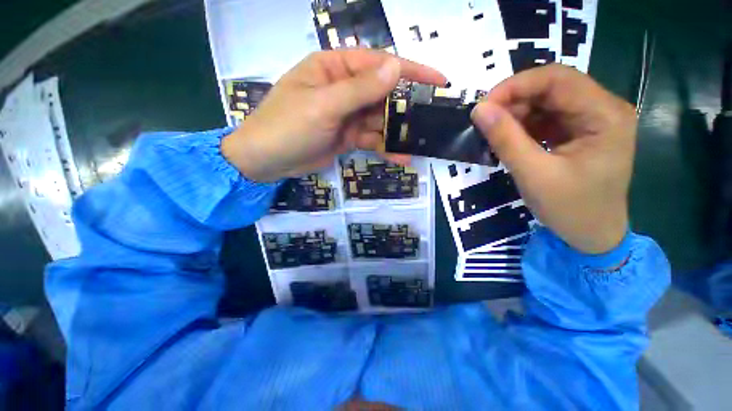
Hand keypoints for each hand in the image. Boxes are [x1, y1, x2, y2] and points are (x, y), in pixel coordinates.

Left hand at [222, 49, 446, 181]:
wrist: (267, 161)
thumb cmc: (287, 127)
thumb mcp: (323, 106)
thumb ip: (359, 89)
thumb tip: (396, 68)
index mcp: (334, 68)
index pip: (378, 64)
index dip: (410, 71)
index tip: (438, 81)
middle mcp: (343, 89)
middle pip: (382, 94)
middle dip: (406, 107)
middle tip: (431, 120)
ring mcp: (346, 115)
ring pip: (379, 120)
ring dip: (397, 132)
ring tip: (419, 143)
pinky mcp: (347, 136)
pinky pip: (371, 139)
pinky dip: (385, 147)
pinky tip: (401, 156)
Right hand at [471, 64, 636, 253]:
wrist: (592, 235)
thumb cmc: (570, 209)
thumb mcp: (533, 174)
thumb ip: (505, 139)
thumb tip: (478, 109)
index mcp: (605, 115)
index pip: (558, 79)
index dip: (516, 85)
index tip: (483, 106)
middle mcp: (603, 108)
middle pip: (553, 86)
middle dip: (514, 100)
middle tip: (485, 121)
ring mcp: (592, 119)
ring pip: (547, 101)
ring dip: (516, 113)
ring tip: (495, 134)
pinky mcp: (579, 131)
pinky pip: (546, 117)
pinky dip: (523, 124)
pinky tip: (510, 139)